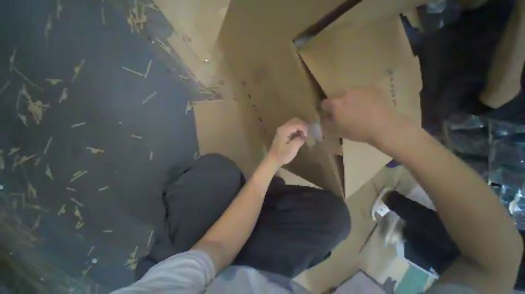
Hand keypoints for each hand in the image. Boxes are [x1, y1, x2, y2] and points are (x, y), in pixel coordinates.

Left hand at [268, 118, 307, 165]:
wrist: (273, 160)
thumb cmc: (282, 155)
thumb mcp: (293, 148)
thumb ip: (299, 140)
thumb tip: (304, 136)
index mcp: (284, 130)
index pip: (297, 123)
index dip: (304, 128)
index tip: (307, 136)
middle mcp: (282, 128)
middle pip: (295, 121)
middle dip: (303, 126)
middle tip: (307, 134)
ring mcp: (282, 130)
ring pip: (293, 123)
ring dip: (300, 128)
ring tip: (304, 136)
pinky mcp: (282, 133)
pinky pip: (291, 128)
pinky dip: (297, 130)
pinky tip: (300, 136)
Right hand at [321, 86, 408, 144]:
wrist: (384, 127)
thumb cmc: (357, 130)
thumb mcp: (337, 131)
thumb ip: (328, 123)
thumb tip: (325, 118)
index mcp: (336, 103)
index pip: (324, 103)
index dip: (326, 109)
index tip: (330, 115)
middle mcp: (346, 93)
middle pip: (337, 96)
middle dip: (338, 103)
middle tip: (344, 113)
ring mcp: (360, 89)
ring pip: (350, 93)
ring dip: (350, 99)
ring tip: (358, 109)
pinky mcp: (372, 88)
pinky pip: (362, 92)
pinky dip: (362, 97)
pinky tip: (368, 106)